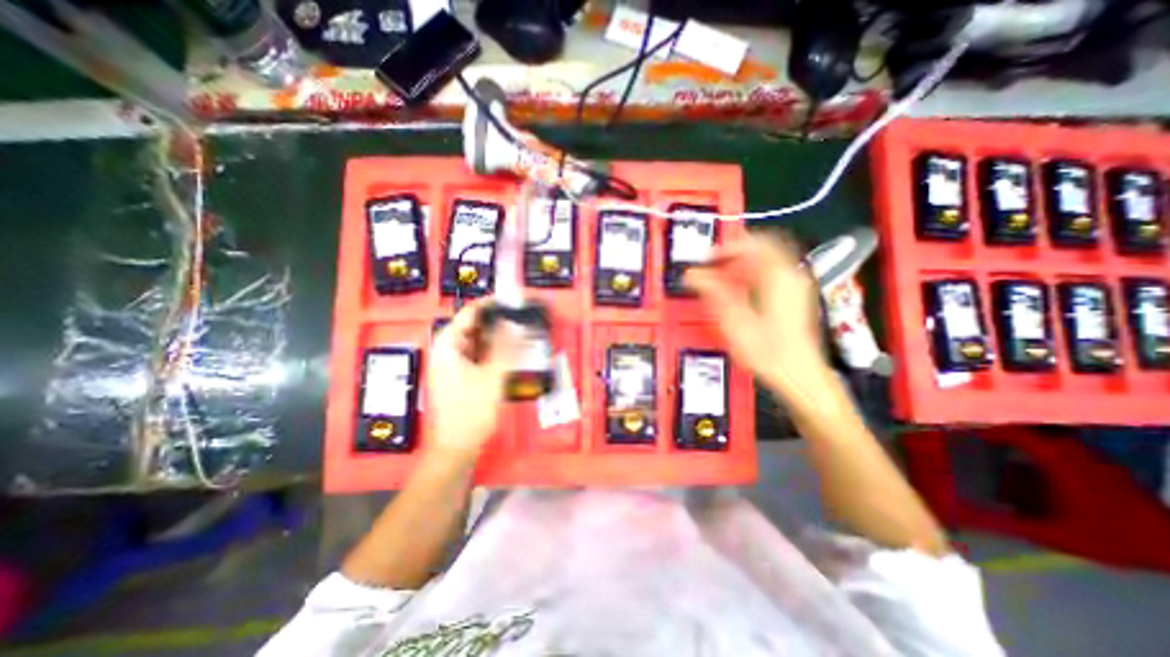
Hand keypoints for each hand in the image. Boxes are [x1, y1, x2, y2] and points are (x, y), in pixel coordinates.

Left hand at [430, 299, 518, 459]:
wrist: (457, 446)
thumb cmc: (472, 410)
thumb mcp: (493, 375)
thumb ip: (505, 346)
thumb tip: (514, 323)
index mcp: (447, 345)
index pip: (469, 313)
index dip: (491, 305)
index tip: (513, 300)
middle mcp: (446, 350)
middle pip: (473, 327)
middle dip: (497, 322)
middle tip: (522, 317)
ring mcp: (452, 363)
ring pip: (477, 341)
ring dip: (497, 337)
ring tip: (521, 331)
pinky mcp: (460, 375)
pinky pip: (478, 355)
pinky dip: (494, 351)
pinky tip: (511, 351)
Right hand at [688, 233, 831, 398]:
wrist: (798, 376)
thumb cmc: (769, 353)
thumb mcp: (735, 322)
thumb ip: (713, 293)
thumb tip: (693, 274)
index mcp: (778, 277)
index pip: (753, 244)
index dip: (727, 247)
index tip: (707, 257)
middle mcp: (791, 277)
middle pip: (761, 250)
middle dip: (733, 255)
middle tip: (712, 266)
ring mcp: (795, 288)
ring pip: (766, 262)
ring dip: (741, 266)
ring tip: (719, 279)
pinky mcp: (794, 299)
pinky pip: (770, 276)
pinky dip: (750, 277)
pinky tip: (736, 292)